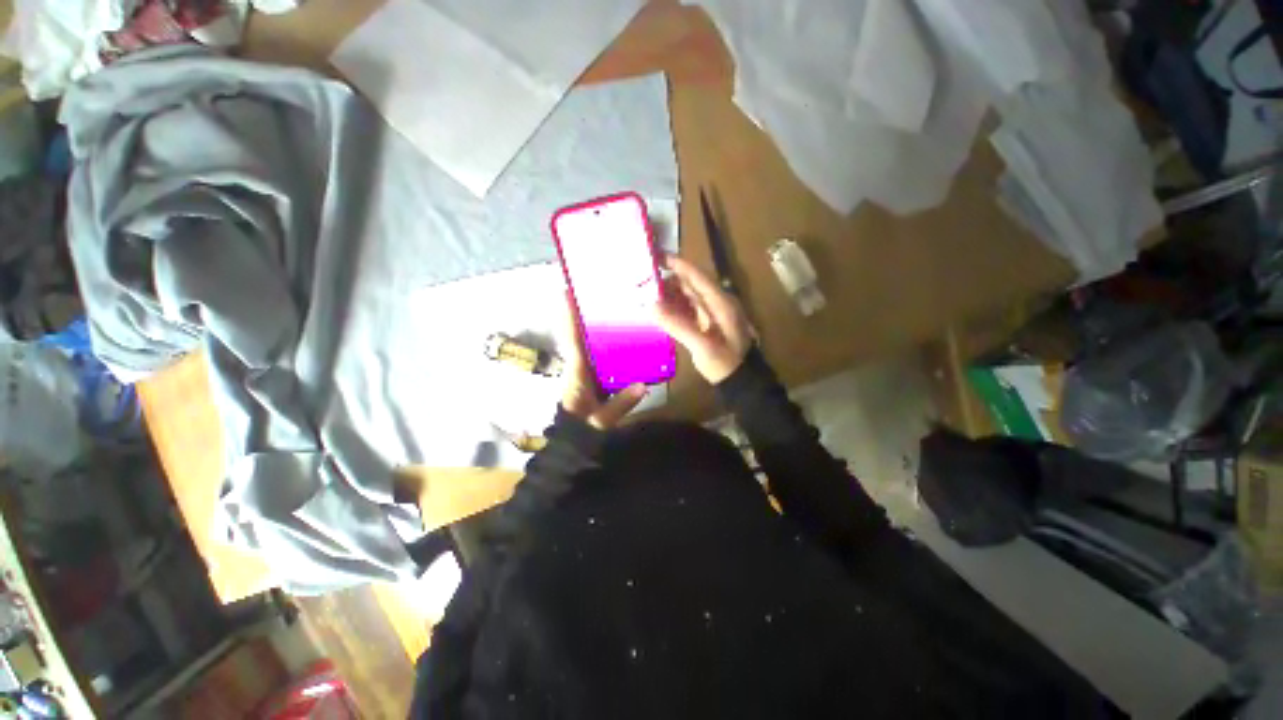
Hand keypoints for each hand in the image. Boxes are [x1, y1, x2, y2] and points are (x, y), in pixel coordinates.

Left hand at [558, 294, 646, 428]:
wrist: (571, 446)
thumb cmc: (580, 431)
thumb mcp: (600, 420)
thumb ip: (620, 404)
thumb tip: (643, 385)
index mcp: (577, 372)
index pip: (572, 339)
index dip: (569, 316)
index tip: (567, 291)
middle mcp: (579, 367)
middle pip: (581, 335)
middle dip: (588, 315)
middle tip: (605, 295)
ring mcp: (585, 372)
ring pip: (591, 345)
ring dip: (599, 328)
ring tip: (618, 312)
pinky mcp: (593, 379)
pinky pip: (600, 357)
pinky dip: (609, 346)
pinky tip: (627, 341)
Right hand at [653, 255, 753, 383]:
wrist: (739, 382)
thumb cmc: (724, 363)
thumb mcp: (702, 345)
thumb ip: (678, 325)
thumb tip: (651, 305)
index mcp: (720, 303)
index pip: (697, 276)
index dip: (678, 264)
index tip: (657, 256)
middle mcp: (716, 303)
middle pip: (690, 285)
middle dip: (668, 280)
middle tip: (644, 278)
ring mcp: (712, 314)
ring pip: (688, 297)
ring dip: (669, 294)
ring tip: (646, 293)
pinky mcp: (706, 324)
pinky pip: (687, 310)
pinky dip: (673, 308)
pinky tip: (659, 310)